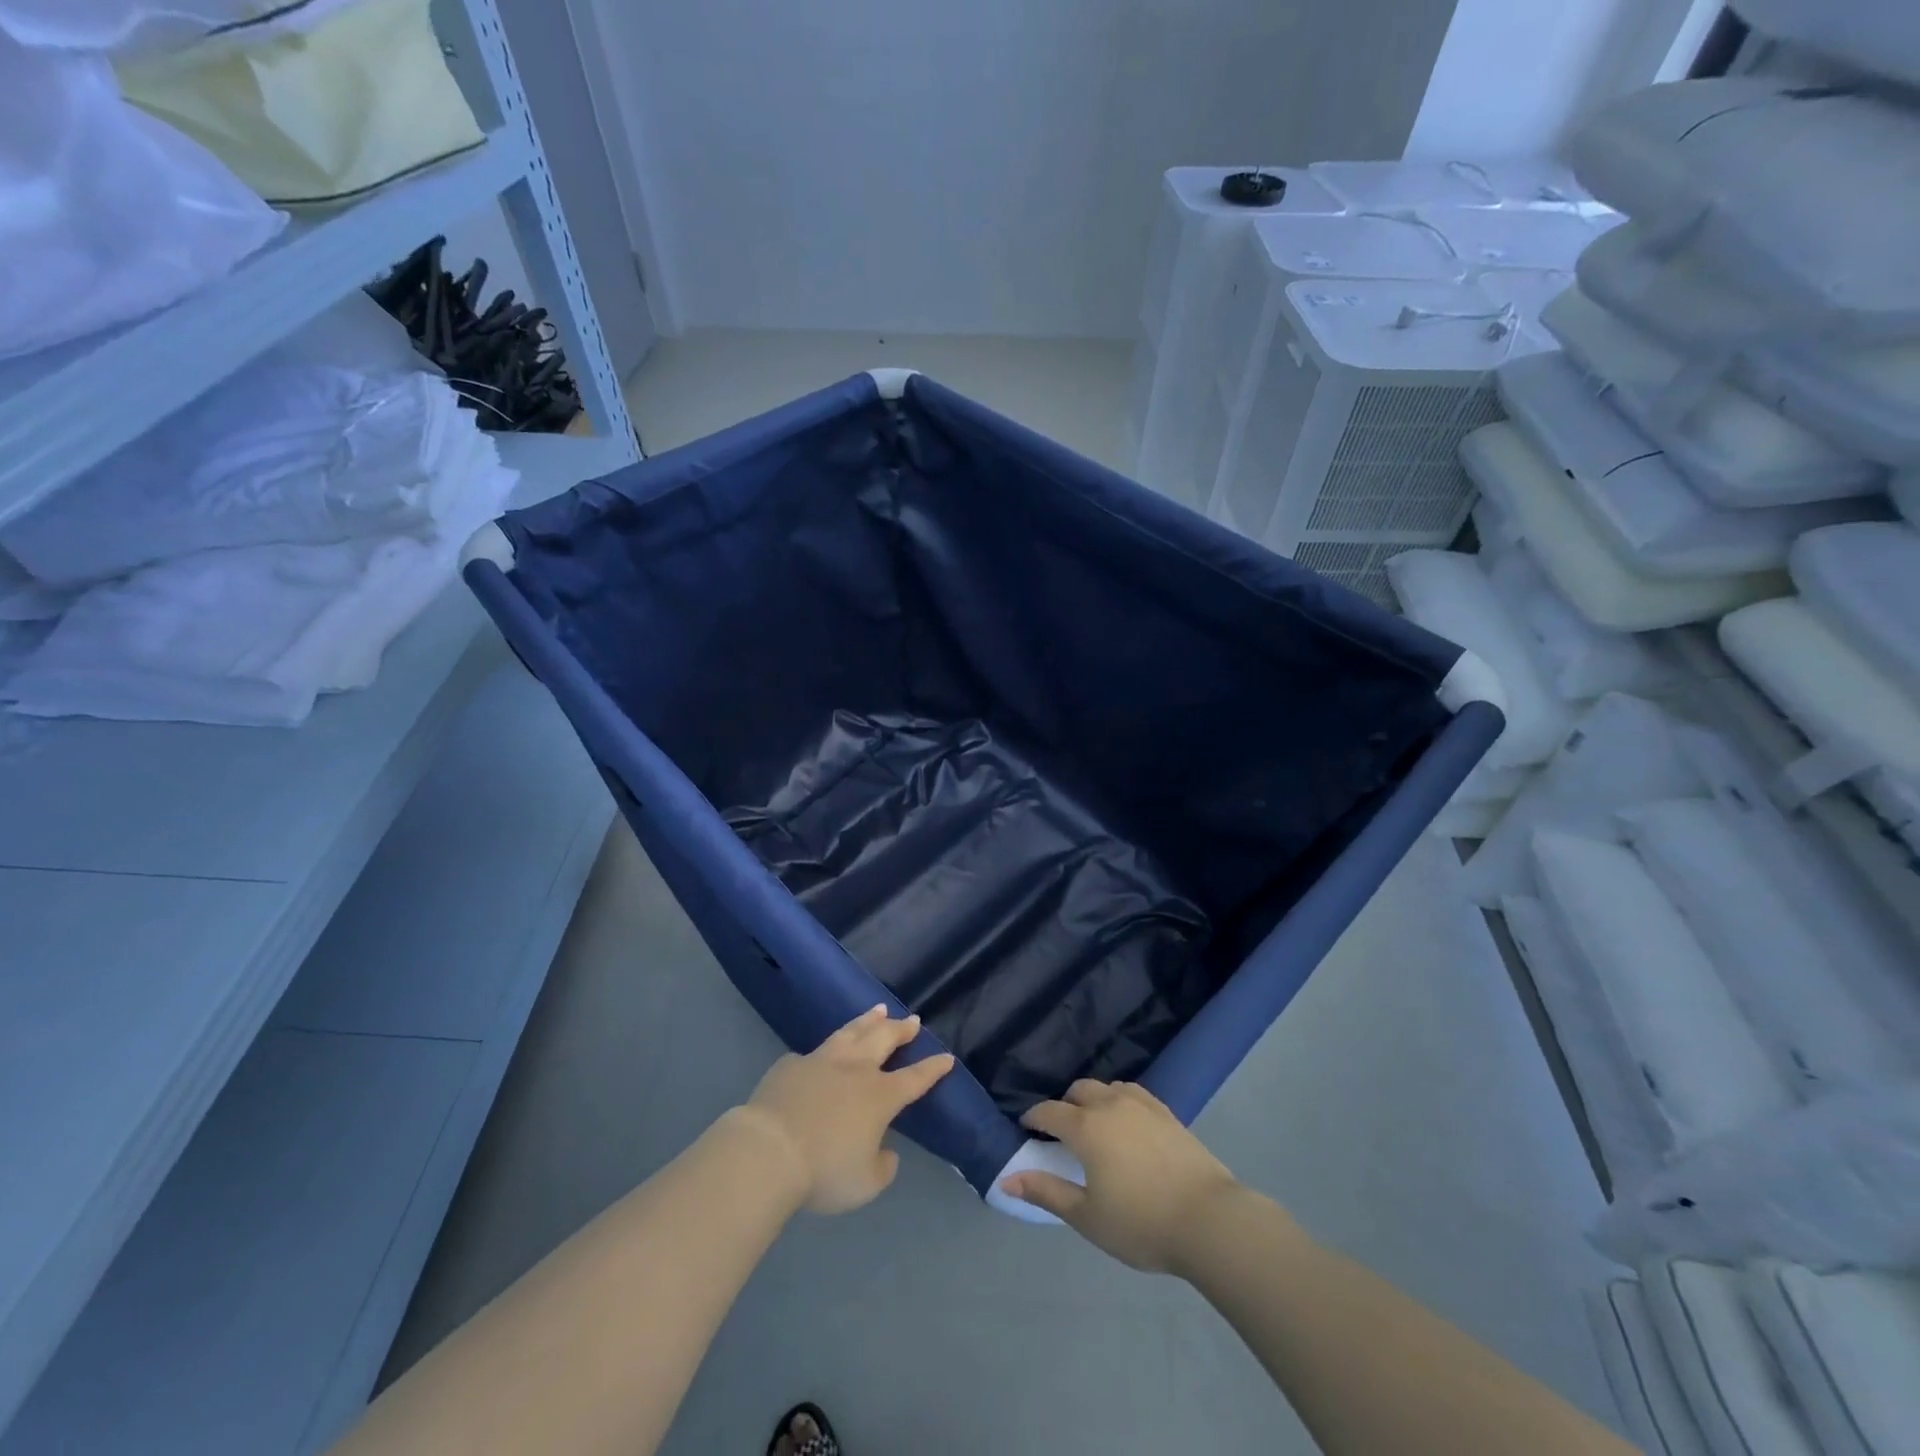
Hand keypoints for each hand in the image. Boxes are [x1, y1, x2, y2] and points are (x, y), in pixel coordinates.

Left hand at [738, 1005, 955, 1215]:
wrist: (768, 1151)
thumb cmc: (823, 1171)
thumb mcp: (865, 1184)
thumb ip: (882, 1166)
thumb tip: (886, 1152)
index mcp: (879, 1096)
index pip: (914, 1079)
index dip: (932, 1069)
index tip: (946, 1058)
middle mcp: (855, 1070)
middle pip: (884, 1039)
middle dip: (901, 1029)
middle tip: (913, 1020)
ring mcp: (822, 1061)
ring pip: (851, 1031)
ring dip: (868, 1020)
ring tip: (879, 1010)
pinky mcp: (792, 1065)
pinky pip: (813, 1054)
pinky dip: (824, 1051)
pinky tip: (822, 1052)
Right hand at [1001, 1080, 1243, 1272]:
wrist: (1209, 1220)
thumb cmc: (1141, 1223)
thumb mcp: (1086, 1217)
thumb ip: (1046, 1192)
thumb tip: (1006, 1180)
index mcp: (1086, 1127)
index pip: (1049, 1111)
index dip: (1034, 1118)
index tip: (1027, 1128)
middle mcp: (1110, 1105)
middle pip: (1078, 1090)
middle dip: (1064, 1105)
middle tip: (1061, 1132)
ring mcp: (1142, 1105)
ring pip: (1107, 1088)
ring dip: (1093, 1099)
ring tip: (1094, 1125)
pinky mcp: (1166, 1112)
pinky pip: (1133, 1093)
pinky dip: (1120, 1100)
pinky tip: (1126, 1121)